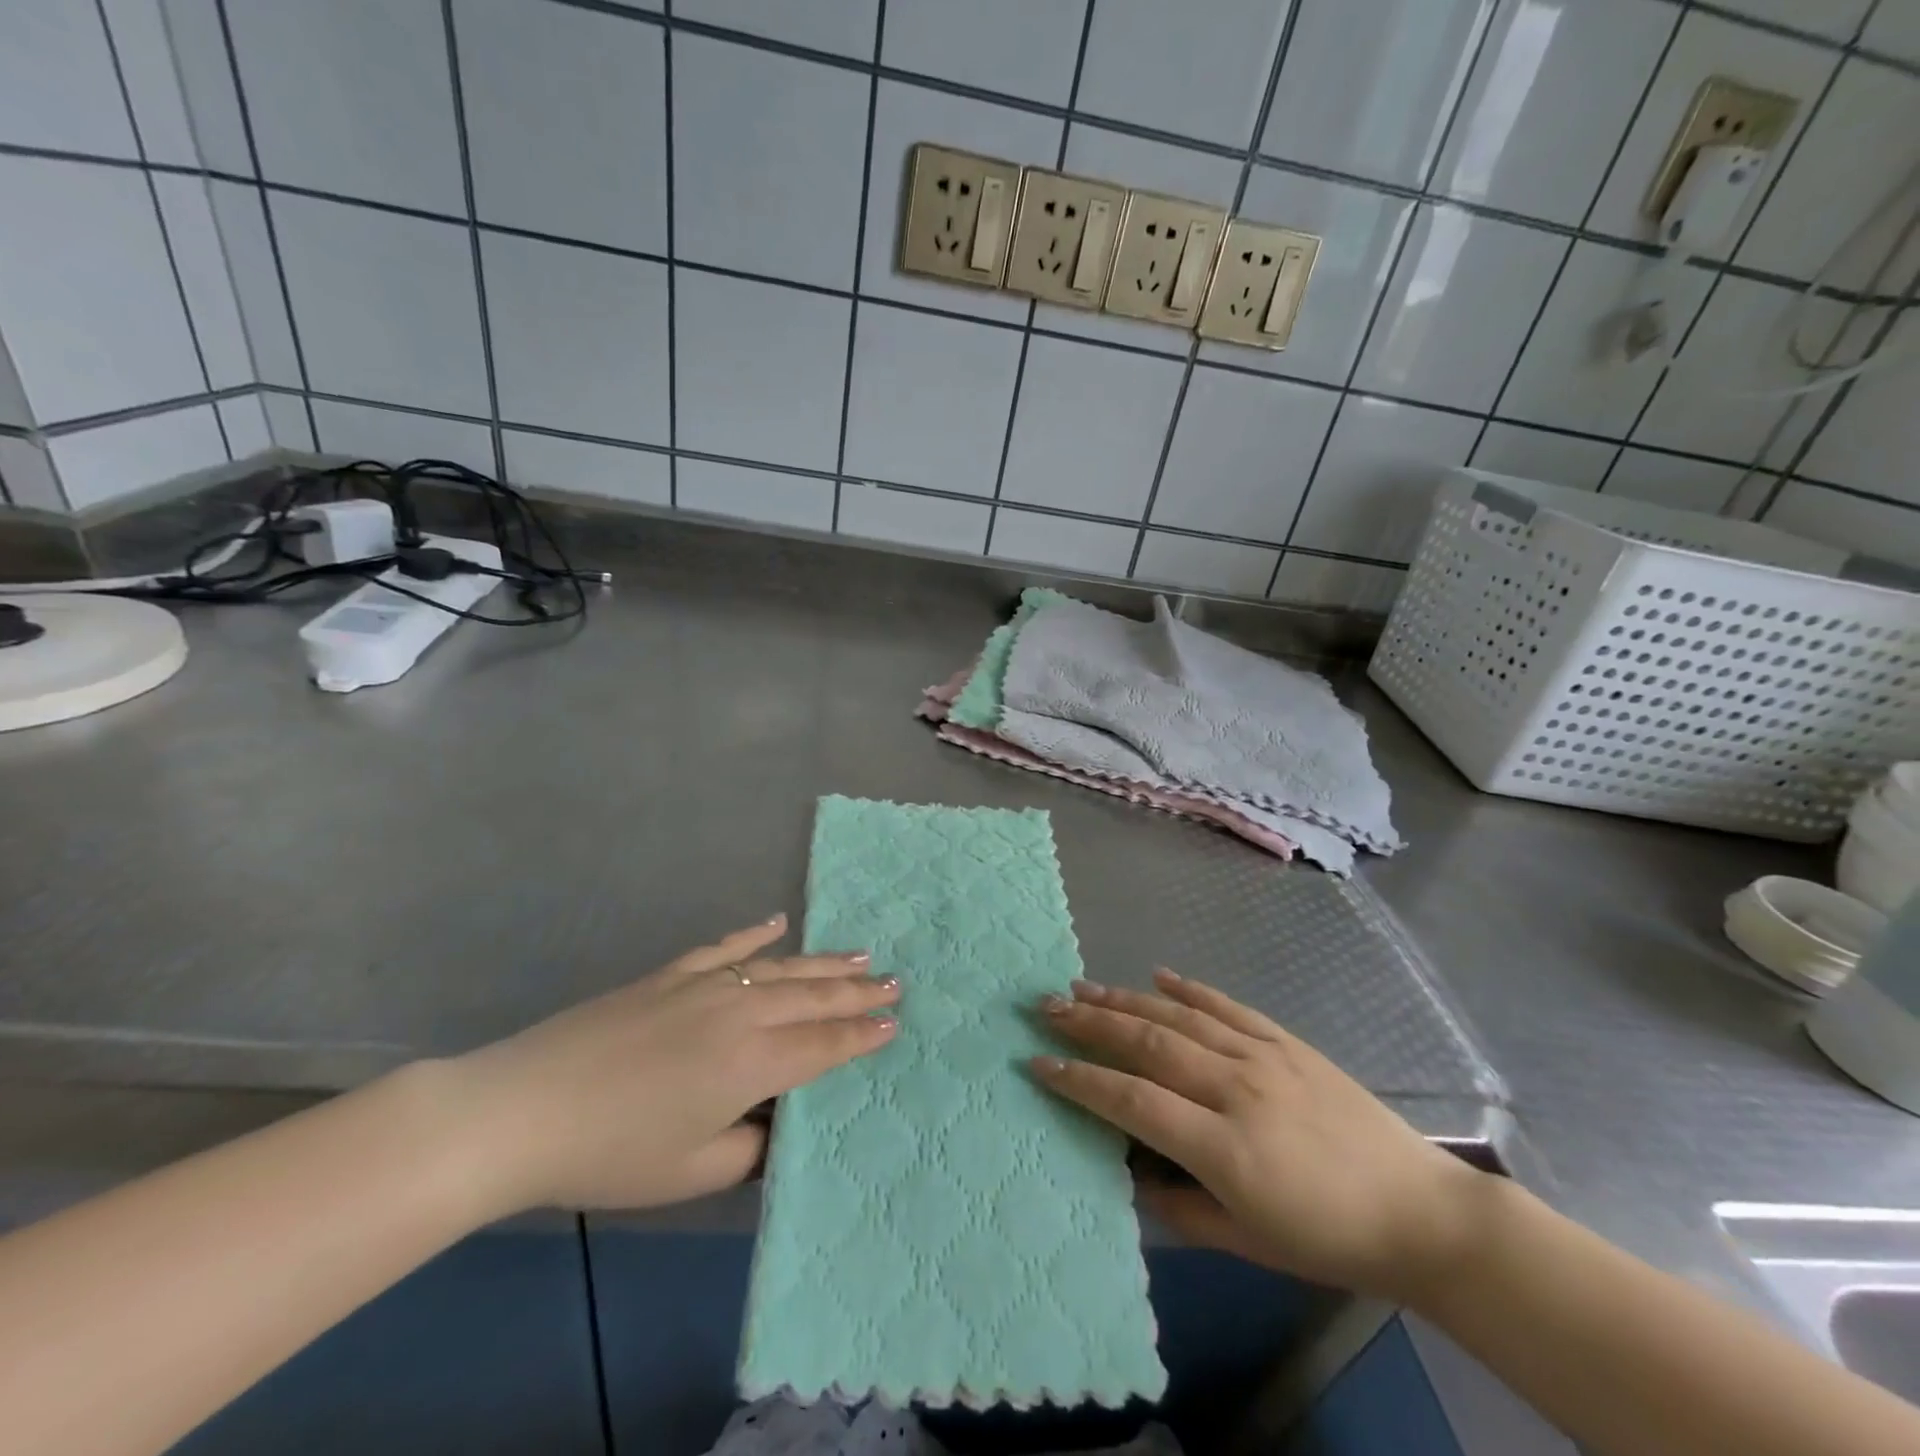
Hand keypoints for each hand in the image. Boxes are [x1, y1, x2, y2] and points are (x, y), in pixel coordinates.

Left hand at [444, 915, 898, 1214]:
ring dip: (823, 962)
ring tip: (860, 955)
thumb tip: (771, 1123)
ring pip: (780, 968)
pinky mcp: (670, 974)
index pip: (823, 1045)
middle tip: (895, 979)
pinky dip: (754, 934)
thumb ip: (748, 1149)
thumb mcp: (692, 1172)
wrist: (523, 1109)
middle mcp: (739, 1014)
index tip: (894, 1022)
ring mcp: (704, 986)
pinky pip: (725, 948)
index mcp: (751, 1063)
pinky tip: (777, 922)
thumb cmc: (611, 1152)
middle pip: (812, 998)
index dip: (861, 1036)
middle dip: (857, 991)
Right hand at [1031, 970, 1489, 1300]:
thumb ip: (1181, 1210)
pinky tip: (1159, 973)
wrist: (1421, 1212)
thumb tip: (1130, 1176)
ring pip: (1180, 1016)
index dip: (1080, 1082)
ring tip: (1083, 986)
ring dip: (1125, 998)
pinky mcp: (1287, 1043)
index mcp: (1225, 1147)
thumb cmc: (1330, 1239)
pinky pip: (1228, 1007)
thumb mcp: (1249, 1244)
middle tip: (1046, 1006)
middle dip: (1090, 1023)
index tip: (1038, 1063)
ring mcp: (1264, 1057)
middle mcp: (1236, 1088)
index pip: (1132, 1102)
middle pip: (1148, 1043)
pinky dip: (1190, 987)